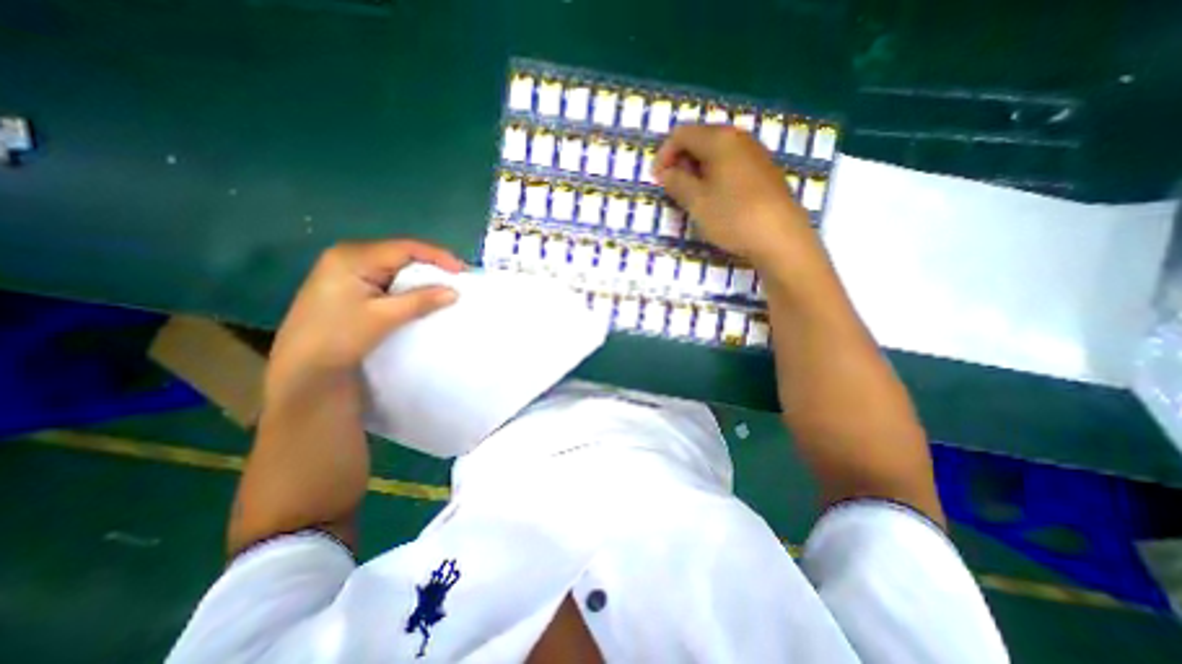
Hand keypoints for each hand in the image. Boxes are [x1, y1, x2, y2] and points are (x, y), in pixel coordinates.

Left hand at [267, 238, 465, 387]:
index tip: (463, 271)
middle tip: (457, 279)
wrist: (301, 367)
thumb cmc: (339, 337)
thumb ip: (420, 300)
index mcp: (353, 256)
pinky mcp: (350, 286)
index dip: (438, 256)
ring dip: (421, 277)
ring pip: (395, 267)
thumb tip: (454, 292)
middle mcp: (349, 256)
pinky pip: (387, 278)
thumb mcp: (384, 317)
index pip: (405, 248)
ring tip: (445, 286)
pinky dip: (408, 286)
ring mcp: (348, 270)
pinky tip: (421, 295)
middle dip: (431, 266)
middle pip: (401, 254)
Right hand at [656, 121, 813, 265]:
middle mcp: (739, 138)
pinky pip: (732, 164)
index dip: (664, 155)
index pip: (681, 134)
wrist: (781, 238)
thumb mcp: (697, 202)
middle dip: (681, 162)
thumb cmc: (733, 217)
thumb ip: (677, 183)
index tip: (658, 181)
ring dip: (697, 170)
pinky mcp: (764, 171)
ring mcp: (755, 153)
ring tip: (692, 196)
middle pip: (700, 139)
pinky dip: (715, 175)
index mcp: (720, 139)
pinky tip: (716, 198)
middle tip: (673, 189)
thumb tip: (666, 173)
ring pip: (716, 153)